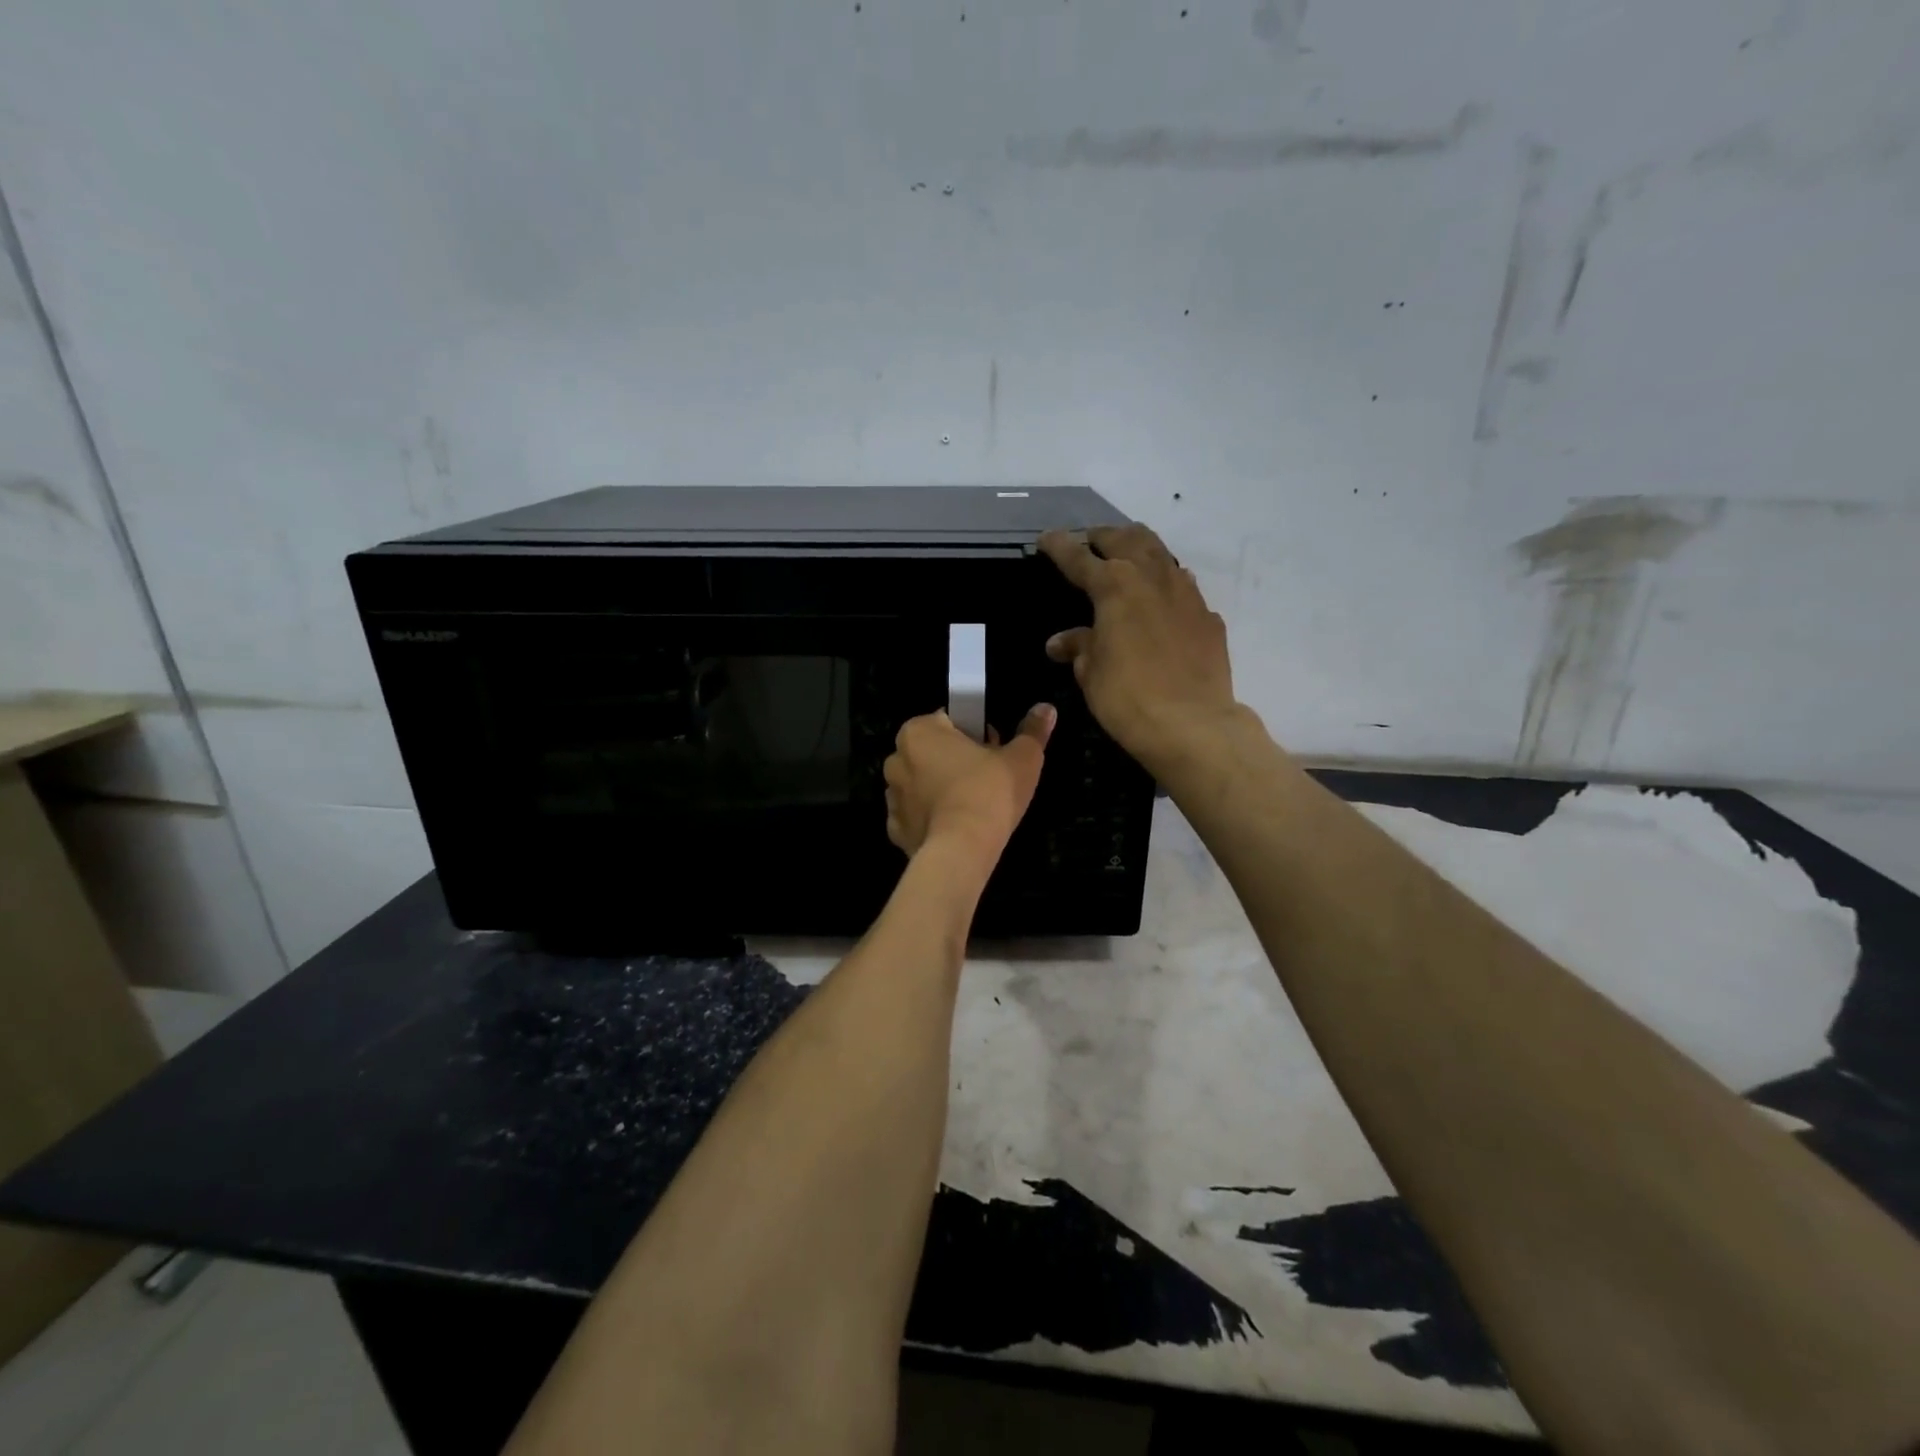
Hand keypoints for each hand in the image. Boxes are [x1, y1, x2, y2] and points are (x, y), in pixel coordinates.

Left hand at [883, 706, 1054, 858]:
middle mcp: (896, 759)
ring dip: (939, 789)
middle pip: (931, 752)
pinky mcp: (897, 830)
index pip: (948, 720)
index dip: (974, 733)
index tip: (993, 751)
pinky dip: (931, 819)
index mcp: (919, 731)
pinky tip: (954, 827)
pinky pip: (915, 817)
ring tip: (972, 806)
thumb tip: (1046, 709)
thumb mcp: (1022, 757)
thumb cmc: (989, 792)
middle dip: (954, 760)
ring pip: (920, 785)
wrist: (963, 850)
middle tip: (987, 778)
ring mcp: (892, 797)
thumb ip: (1032, 730)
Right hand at [1038, 524, 1237, 770]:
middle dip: (1104, 536)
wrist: (1192, 723)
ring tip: (1128, 557)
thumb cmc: (1127, 697)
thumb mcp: (1091, 672)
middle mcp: (1151, 578)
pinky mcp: (1207, 616)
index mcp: (1114, 586)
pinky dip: (1166, 584)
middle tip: (1091, 541)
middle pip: (1126, 540)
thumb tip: (1060, 642)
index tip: (1046, 538)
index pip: (1079, 558)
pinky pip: (1183, 586)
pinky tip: (1162, 600)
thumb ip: (1079, 647)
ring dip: (1139, 549)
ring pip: (1160, 553)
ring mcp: (1185, 594)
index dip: (1060, 547)